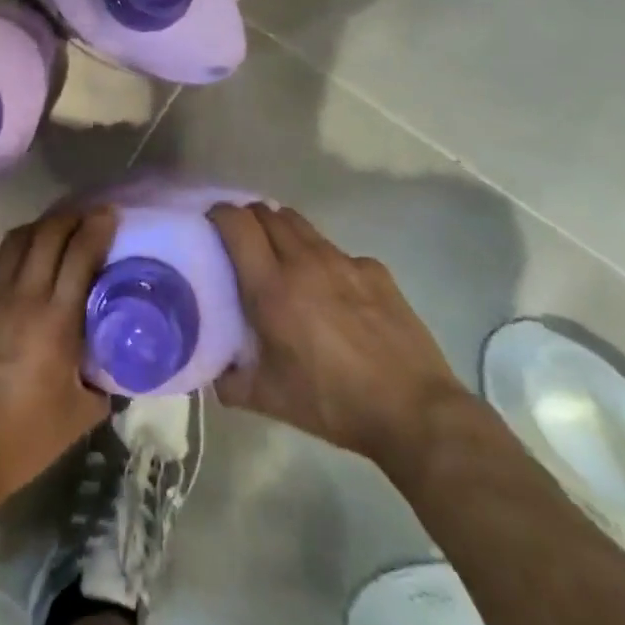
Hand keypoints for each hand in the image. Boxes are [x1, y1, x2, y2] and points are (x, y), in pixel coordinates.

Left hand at [0, 208, 115, 519]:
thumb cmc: (23, 438)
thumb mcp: (80, 415)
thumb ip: (103, 380)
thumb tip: (115, 361)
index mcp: (56, 319)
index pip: (81, 253)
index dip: (97, 227)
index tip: (109, 213)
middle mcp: (22, 294)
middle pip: (48, 233)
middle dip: (70, 218)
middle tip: (84, 218)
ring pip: (14, 239)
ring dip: (37, 230)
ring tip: (49, 235)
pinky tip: (6, 263)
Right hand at [208, 201, 464, 480]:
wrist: (415, 412)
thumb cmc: (333, 404)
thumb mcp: (270, 400)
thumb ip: (231, 381)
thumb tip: (213, 371)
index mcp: (272, 287)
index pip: (236, 223)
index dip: (218, 214)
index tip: (210, 224)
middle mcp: (304, 261)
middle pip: (266, 212)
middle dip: (248, 218)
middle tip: (240, 240)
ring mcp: (343, 261)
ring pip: (301, 225)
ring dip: (282, 230)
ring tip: (281, 256)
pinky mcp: (375, 270)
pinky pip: (337, 251)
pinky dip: (323, 259)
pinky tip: (331, 290)